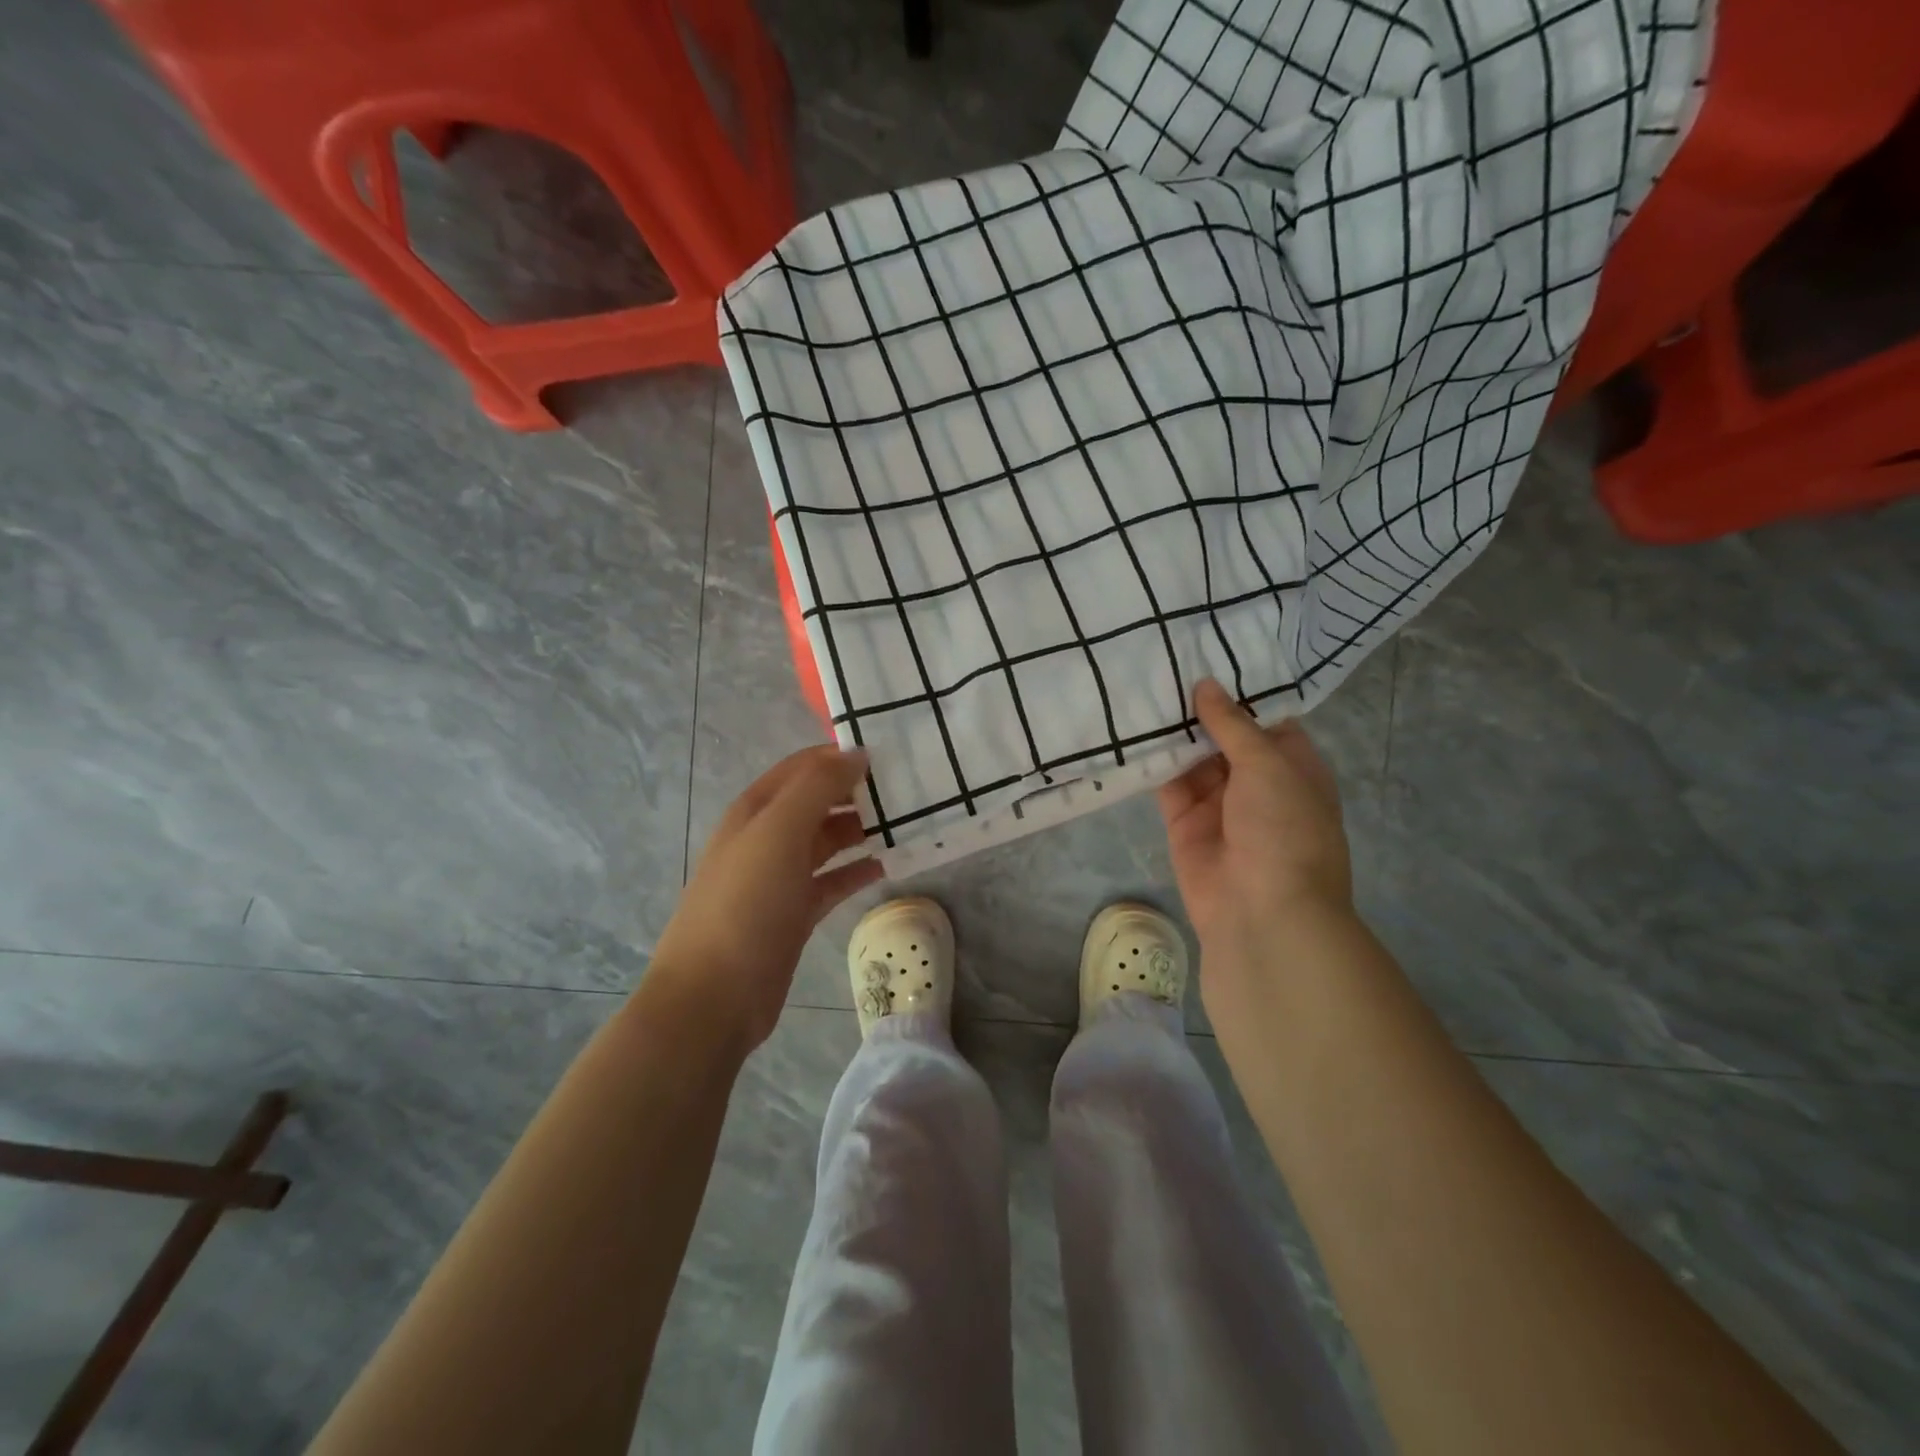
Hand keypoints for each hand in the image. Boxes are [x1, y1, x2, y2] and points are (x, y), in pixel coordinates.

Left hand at [651, 744, 882, 1051]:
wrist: (714, 996)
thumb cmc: (745, 903)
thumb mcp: (779, 832)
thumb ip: (817, 787)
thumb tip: (857, 753)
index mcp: (756, 810)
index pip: (803, 767)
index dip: (840, 756)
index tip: (890, 753)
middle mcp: (767, 837)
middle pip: (818, 802)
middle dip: (857, 792)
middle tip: (909, 789)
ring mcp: (780, 878)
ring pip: (828, 841)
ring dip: (862, 830)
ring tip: (907, 823)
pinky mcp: (795, 913)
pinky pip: (833, 881)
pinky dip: (858, 871)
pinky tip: (889, 865)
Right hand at [1157, 679, 1352, 967]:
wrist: (1262, 913)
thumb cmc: (1283, 830)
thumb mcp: (1268, 766)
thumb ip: (1233, 724)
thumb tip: (1206, 685)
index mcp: (1292, 766)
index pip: (1264, 718)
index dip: (1239, 689)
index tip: (1206, 652)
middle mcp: (1256, 781)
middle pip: (1223, 735)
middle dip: (1198, 706)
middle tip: (1161, 661)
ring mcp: (1218, 802)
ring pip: (1191, 756)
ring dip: (1172, 729)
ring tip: (1141, 686)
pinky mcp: (1184, 821)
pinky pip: (1166, 783)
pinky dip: (1152, 761)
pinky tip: (1130, 728)